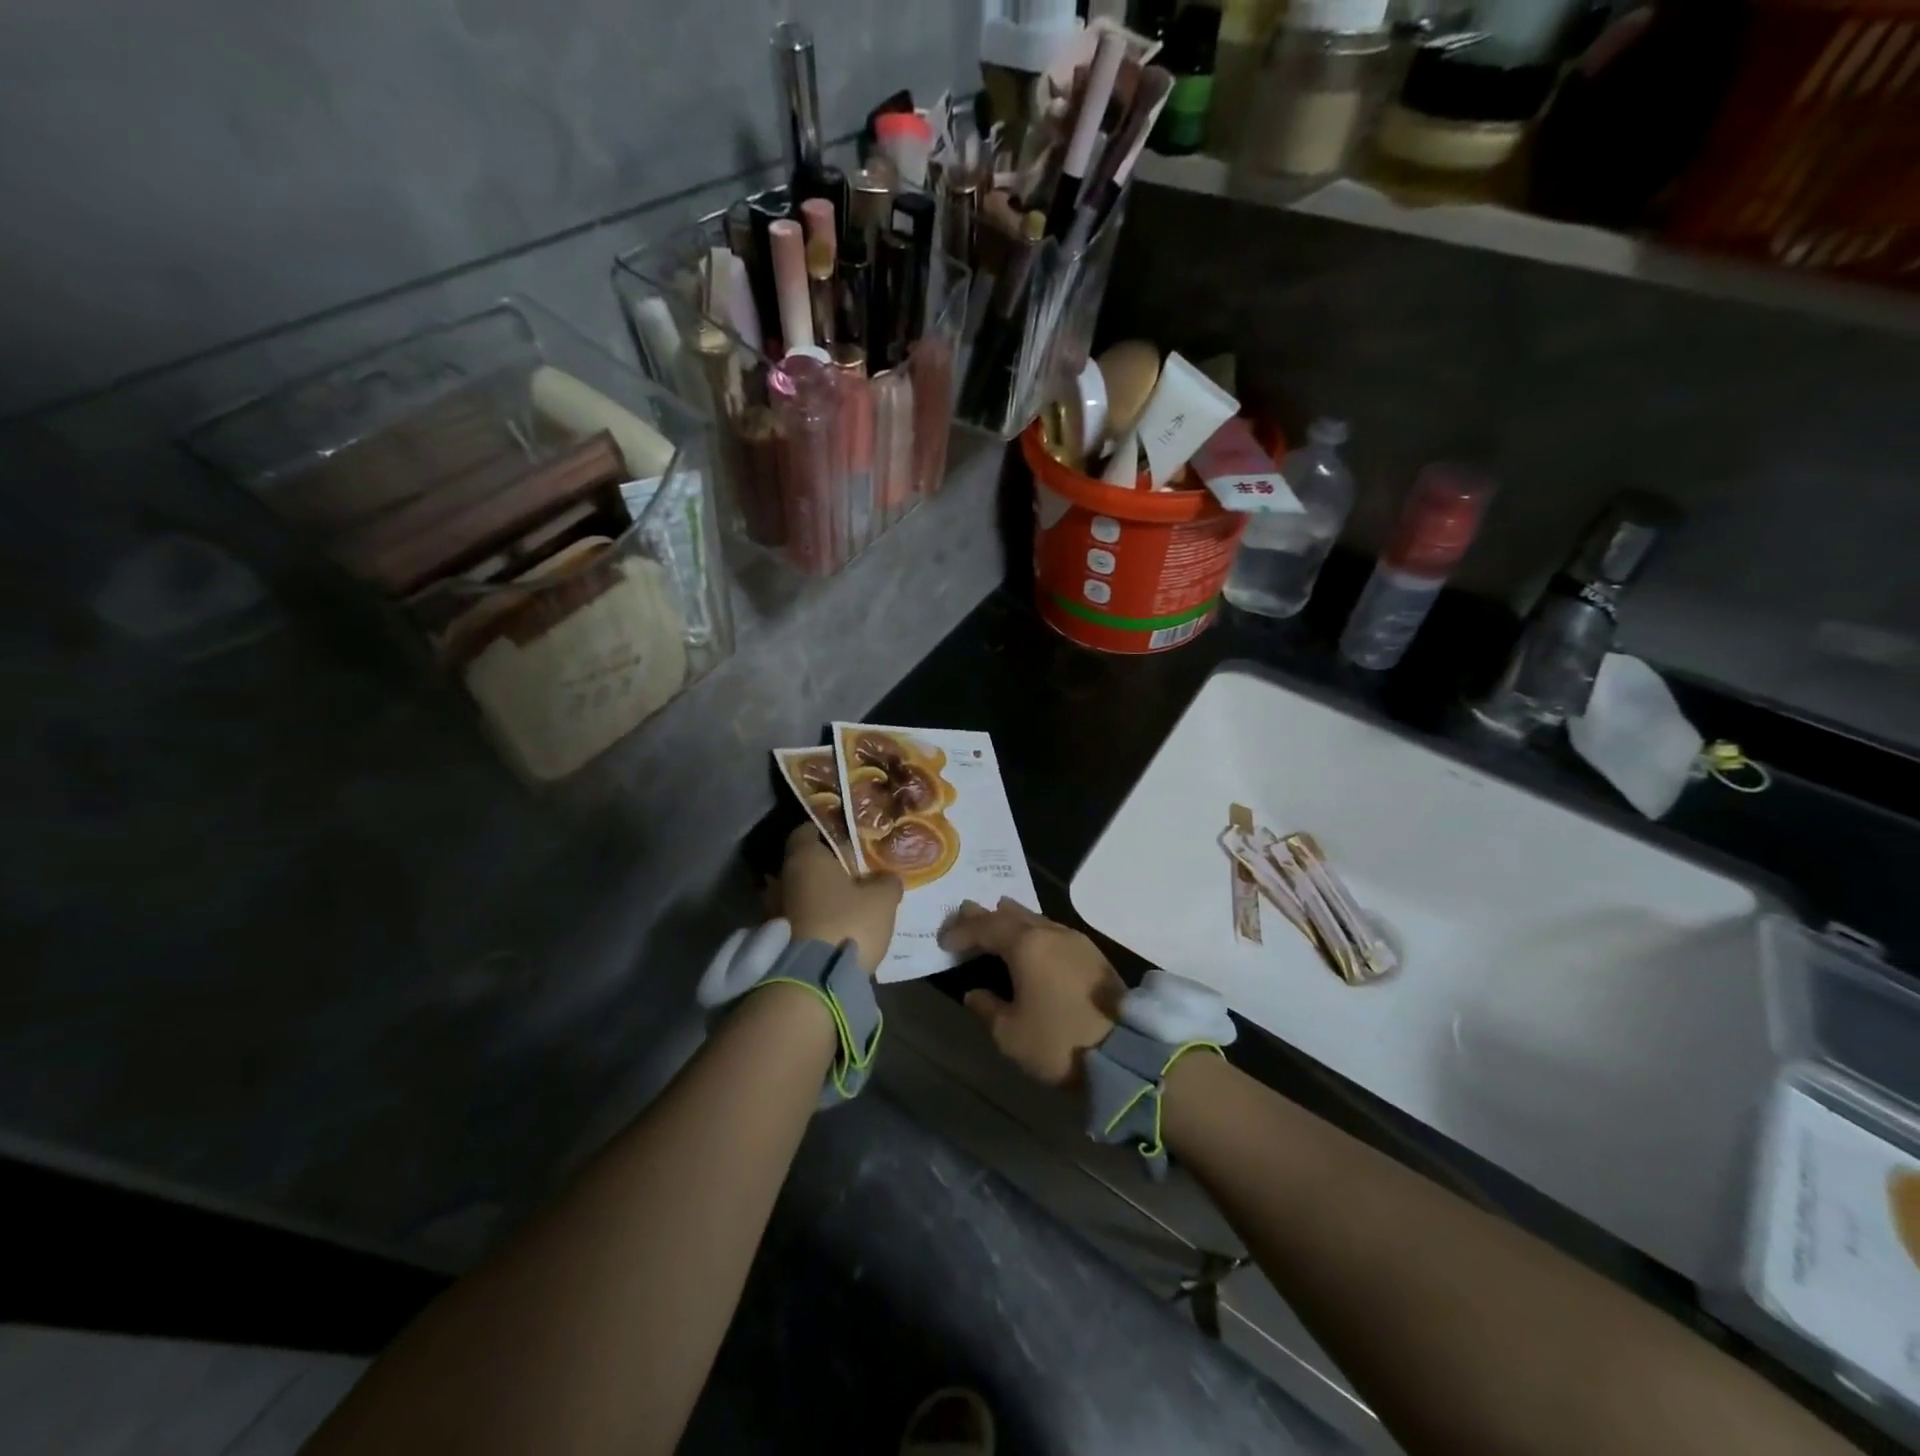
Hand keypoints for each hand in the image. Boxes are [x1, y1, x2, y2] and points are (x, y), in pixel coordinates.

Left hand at [776, 825, 901, 973]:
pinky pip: (795, 920)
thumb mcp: (883, 900)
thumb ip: (887, 882)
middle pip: (801, 865)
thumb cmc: (848, 923)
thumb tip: (886, 878)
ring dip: (814, 898)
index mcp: (804, 858)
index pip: (805, 831)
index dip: (825, 832)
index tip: (844, 839)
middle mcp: (782, 879)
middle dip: (822, 869)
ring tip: (842, 905)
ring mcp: (772, 911)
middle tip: (850, 874)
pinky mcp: (774, 941)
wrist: (814, 982)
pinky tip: (832, 929)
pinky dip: (810, 921)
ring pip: (797, 894)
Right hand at [938, 899, 1124, 1087]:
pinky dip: (1033, 930)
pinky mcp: (1093, 954)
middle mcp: (1050, 933)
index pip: (985, 928)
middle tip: (964, 911)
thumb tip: (975, 993)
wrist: (1128, 1051)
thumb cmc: (1060, 1041)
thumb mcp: (1011, 1034)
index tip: (943, 940)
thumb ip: (988, 1008)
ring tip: (996, 915)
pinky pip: (1052, 930)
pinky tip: (1032, 938)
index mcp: (1026, 945)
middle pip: (1010, 915)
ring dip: (1012, 919)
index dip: (961, 932)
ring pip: (1035, 919)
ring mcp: (1075, 940)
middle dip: (985, 915)